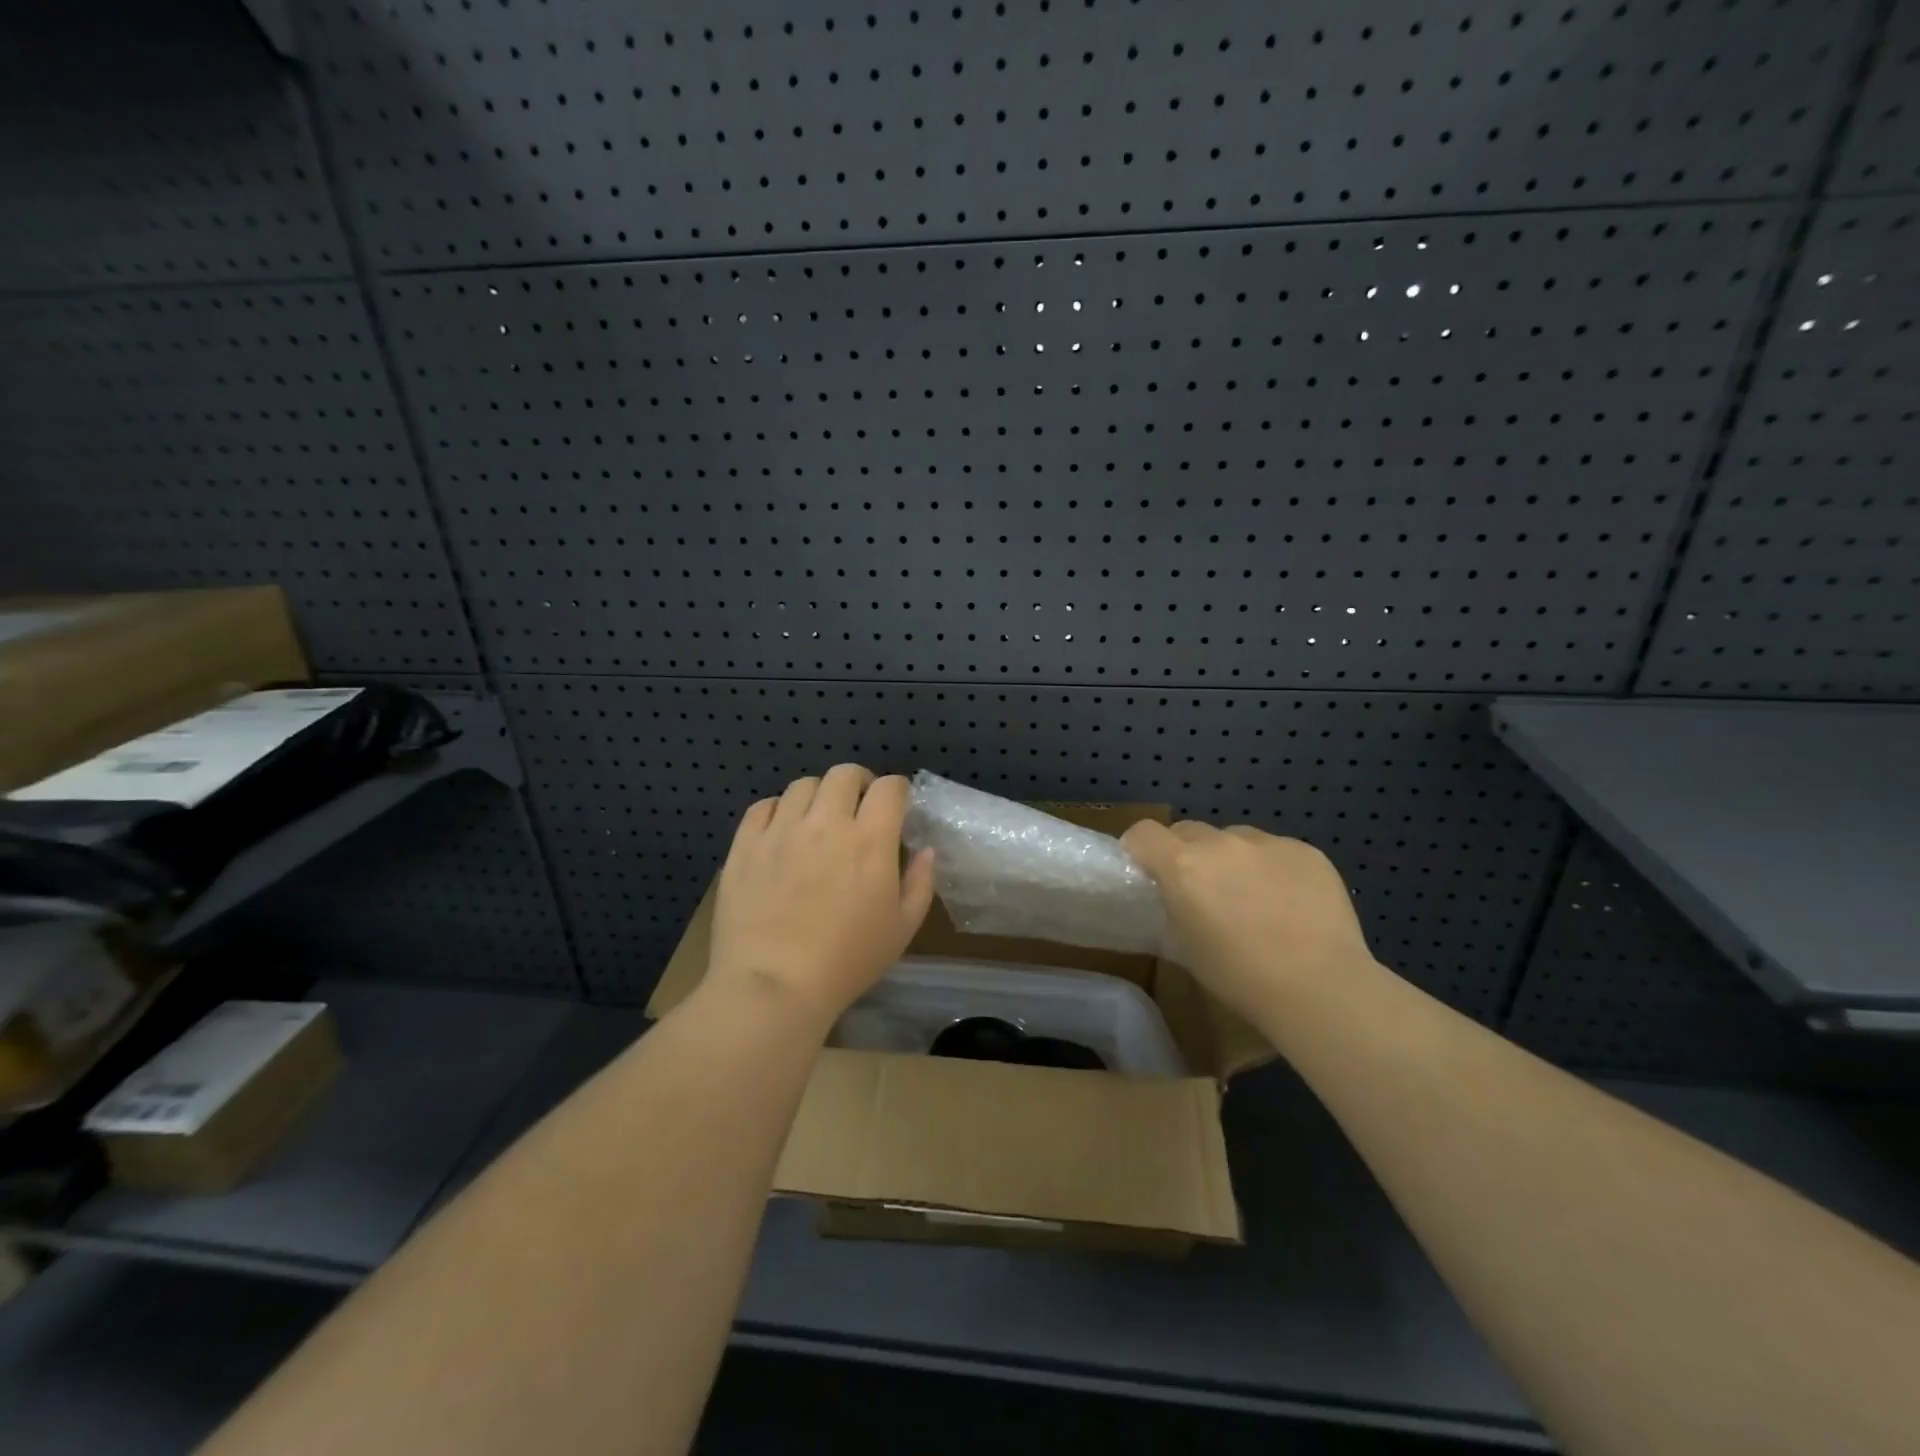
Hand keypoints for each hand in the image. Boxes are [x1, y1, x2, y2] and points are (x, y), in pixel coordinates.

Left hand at [707, 765, 935, 1031]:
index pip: (889, 787)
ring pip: (803, 785)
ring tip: (818, 820)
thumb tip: (925, 850)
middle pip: (844, 773)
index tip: (896, 807)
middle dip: (859, 783)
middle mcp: (826, 822)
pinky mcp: (746, 845)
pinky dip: (779, 810)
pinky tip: (782, 832)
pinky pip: (764, 807)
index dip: (897, 790)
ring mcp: (781, 830)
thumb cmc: (847, 961)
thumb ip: (920, 882)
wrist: (774, 986)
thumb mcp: (902, 928)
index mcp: (870, 839)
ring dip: (819, 796)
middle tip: (858, 808)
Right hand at [1121, 821, 1376, 1021]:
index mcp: (1184, 865)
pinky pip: (1275, 850)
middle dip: (1186, 853)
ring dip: (1231, 858)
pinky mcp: (1306, 851)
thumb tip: (1175, 898)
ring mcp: (1268, 842)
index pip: (1143, 833)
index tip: (1145, 869)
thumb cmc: (1240, 977)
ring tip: (1252, 896)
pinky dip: (1272, 867)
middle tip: (1200, 889)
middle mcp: (1222, 843)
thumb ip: (1173, 908)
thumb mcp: (1186, 947)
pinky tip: (1289, 902)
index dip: (1139, 848)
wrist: (1320, 987)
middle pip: (1188, 831)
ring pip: (1234, 838)